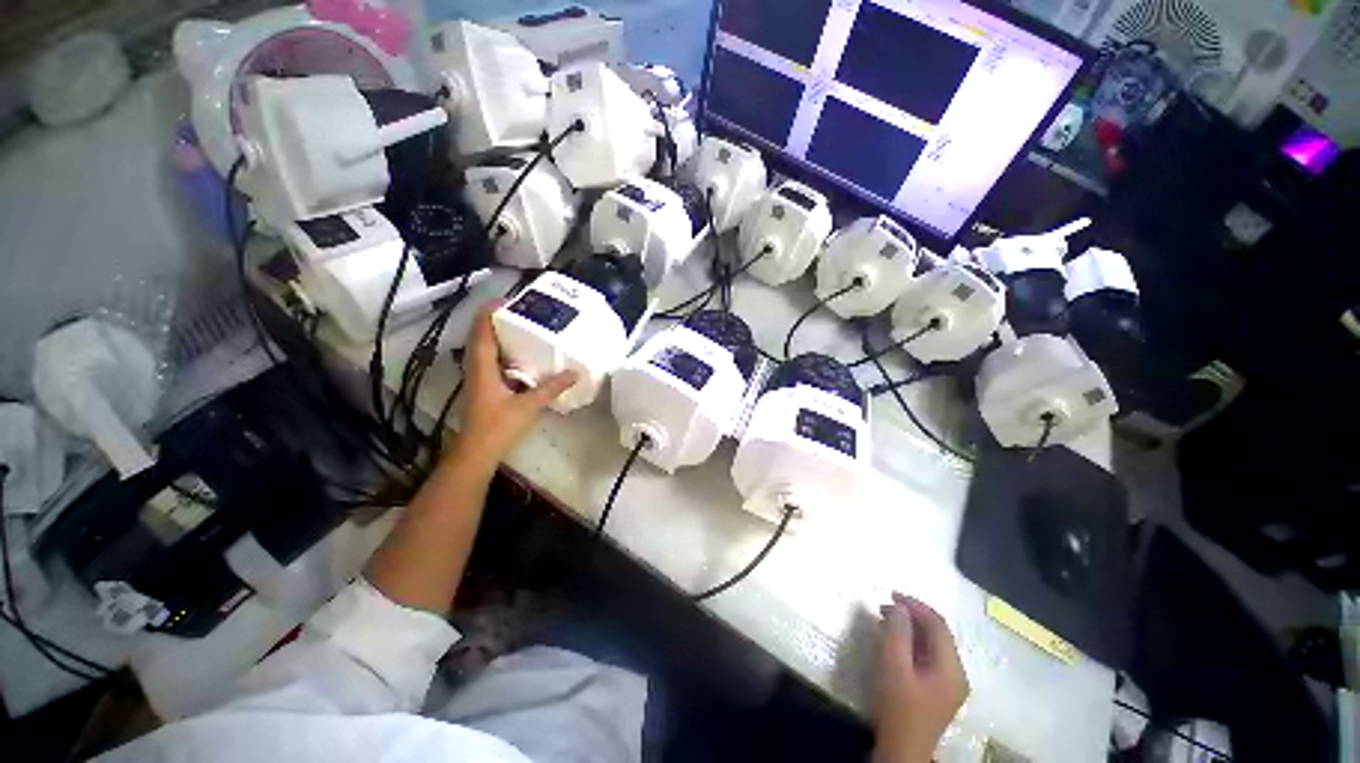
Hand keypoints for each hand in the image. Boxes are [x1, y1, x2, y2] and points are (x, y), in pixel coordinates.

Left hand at [450, 301, 576, 467]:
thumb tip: (574, 373)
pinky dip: (504, 353)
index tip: (508, 300)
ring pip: (485, 349)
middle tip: (521, 312)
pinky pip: (492, 362)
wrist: (477, 453)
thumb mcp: (528, 405)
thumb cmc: (498, 427)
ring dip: (499, 336)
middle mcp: (477, 368)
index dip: (490, 312)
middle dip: (496, 321)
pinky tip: (523, 358)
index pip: (481, 331)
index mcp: (483, 367)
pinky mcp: (485, 388)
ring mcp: (479, 379)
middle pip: (481, 336)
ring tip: (522, 329)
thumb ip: (551, 388)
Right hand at [873, 593, 969, 762]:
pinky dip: (914, 643)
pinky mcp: (940, 691)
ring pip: (934, 644)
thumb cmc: (897, 707)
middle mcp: (957, 673)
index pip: (938, 625)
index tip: (891, 594)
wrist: (902, 749)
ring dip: (912, 628)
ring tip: (887, 620)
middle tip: (885, 606)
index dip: (915, 605)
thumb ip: (897, 633)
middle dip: (912, 615)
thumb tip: (899, 607)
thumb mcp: (893, 666)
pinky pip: (930, 656)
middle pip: (938, 633)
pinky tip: (896, 642)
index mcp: (951, 668)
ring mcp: (951, 684)